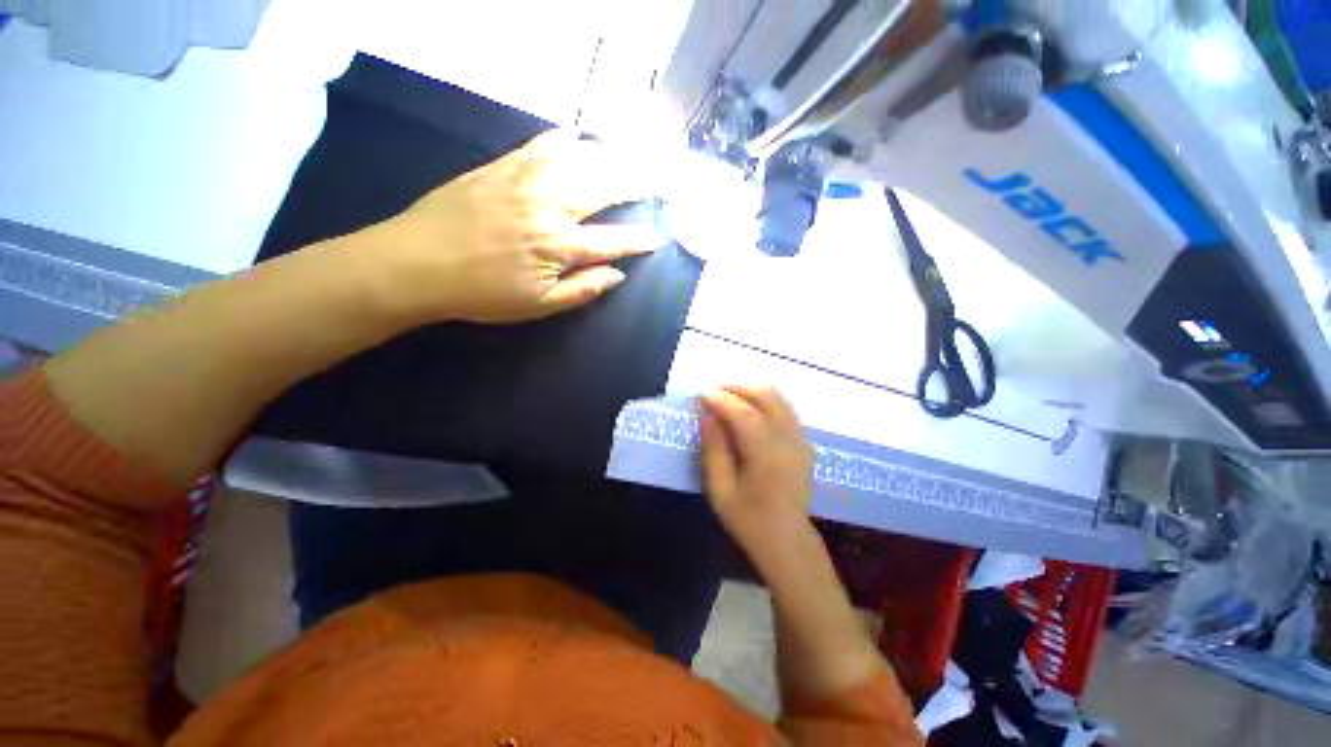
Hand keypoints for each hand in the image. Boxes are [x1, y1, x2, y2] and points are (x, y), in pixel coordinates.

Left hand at [373, 130, 662, 323]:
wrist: (416, 263)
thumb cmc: (481, 293)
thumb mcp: (537, 306)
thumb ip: (582, 289)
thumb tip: (617, 275)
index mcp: (560, 245)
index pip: (613, 241)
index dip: (639, 240)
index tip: (658, 237)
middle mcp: (550, 206)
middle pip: (602, 190)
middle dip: (633, 186)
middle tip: (653, 182)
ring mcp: (524, 180)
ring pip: (576, 160)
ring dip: (606, 157)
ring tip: (625, 155)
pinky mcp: (500, 167)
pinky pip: (537, 145)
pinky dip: (560, 139)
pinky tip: (573, 136)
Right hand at [698, 385, 814, 551]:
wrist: (787, 540)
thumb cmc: (748, 519)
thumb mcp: (720, 490)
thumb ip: (713, 448)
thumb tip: (705, 413)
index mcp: (767, 456)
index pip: (744, 413)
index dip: (720, 399)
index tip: (700, 394)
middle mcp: (789, 440)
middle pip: (766, 395)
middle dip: (737, 387)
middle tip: (712, 393)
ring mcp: (800, 438)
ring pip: (778, 397)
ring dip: (750, 390)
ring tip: (726, 397)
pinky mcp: (803, 440)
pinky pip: (784, 407)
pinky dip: (763, 400)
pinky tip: (746, 409)